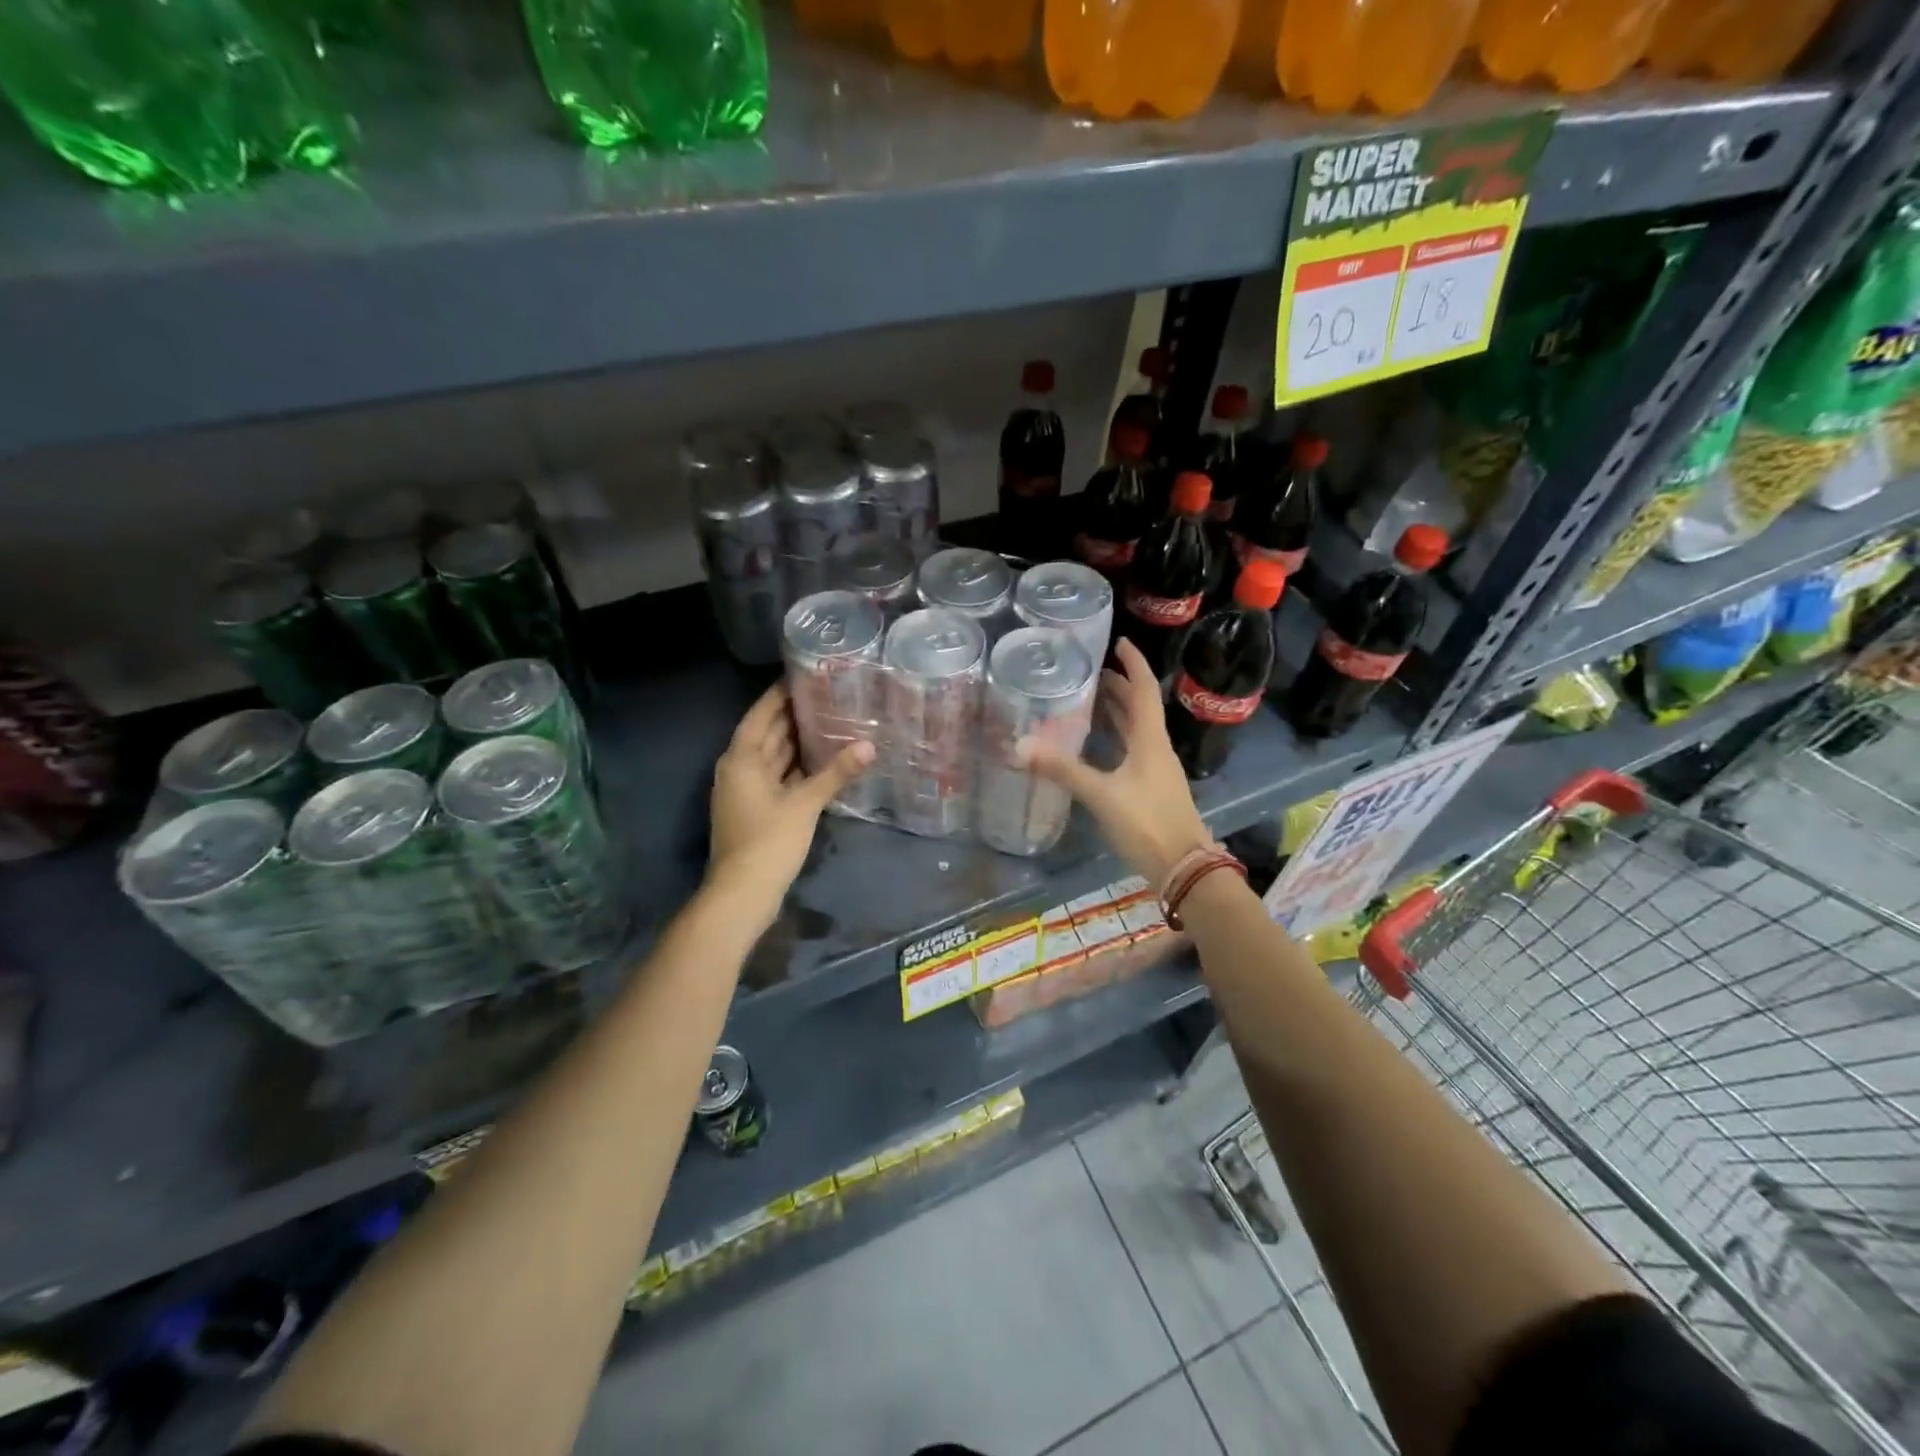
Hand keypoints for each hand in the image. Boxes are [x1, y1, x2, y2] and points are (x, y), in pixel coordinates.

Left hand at [706, 683, 874, 926]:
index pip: (760, 715)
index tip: (802, 675)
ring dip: (796, 742)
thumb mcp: (805, 804)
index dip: (778, 695)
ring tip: (829, 721)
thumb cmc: (769, 841)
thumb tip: (869, 746)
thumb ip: (836, 773)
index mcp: (742, 759)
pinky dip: (796, 768)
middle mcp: (740, 770)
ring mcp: (746, 792)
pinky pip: (778, 778)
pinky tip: (822, 762)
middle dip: (792, 715)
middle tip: (826, 695)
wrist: (742, 893)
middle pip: (767, 734)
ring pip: (773, 757)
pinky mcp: (757, 811)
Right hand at [1018, 638, 1211, 887]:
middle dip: (1118, 687)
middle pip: (1139, 708)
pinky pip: (1132, 752)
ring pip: (1136, 731)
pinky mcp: (1151, 790)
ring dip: (1117, 713)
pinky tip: (1096, 747)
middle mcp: (1156, 749)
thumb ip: (1062, 770)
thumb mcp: (1101, 794)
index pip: (1144, 689)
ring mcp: (1156, 770)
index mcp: (1150, 740)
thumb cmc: (1147, 823)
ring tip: (1089, 700)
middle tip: (1090, 673)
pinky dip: (1115, 740)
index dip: (1134, 664)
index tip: (1119, 642)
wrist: (1184, 868)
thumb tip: (1020, 746)